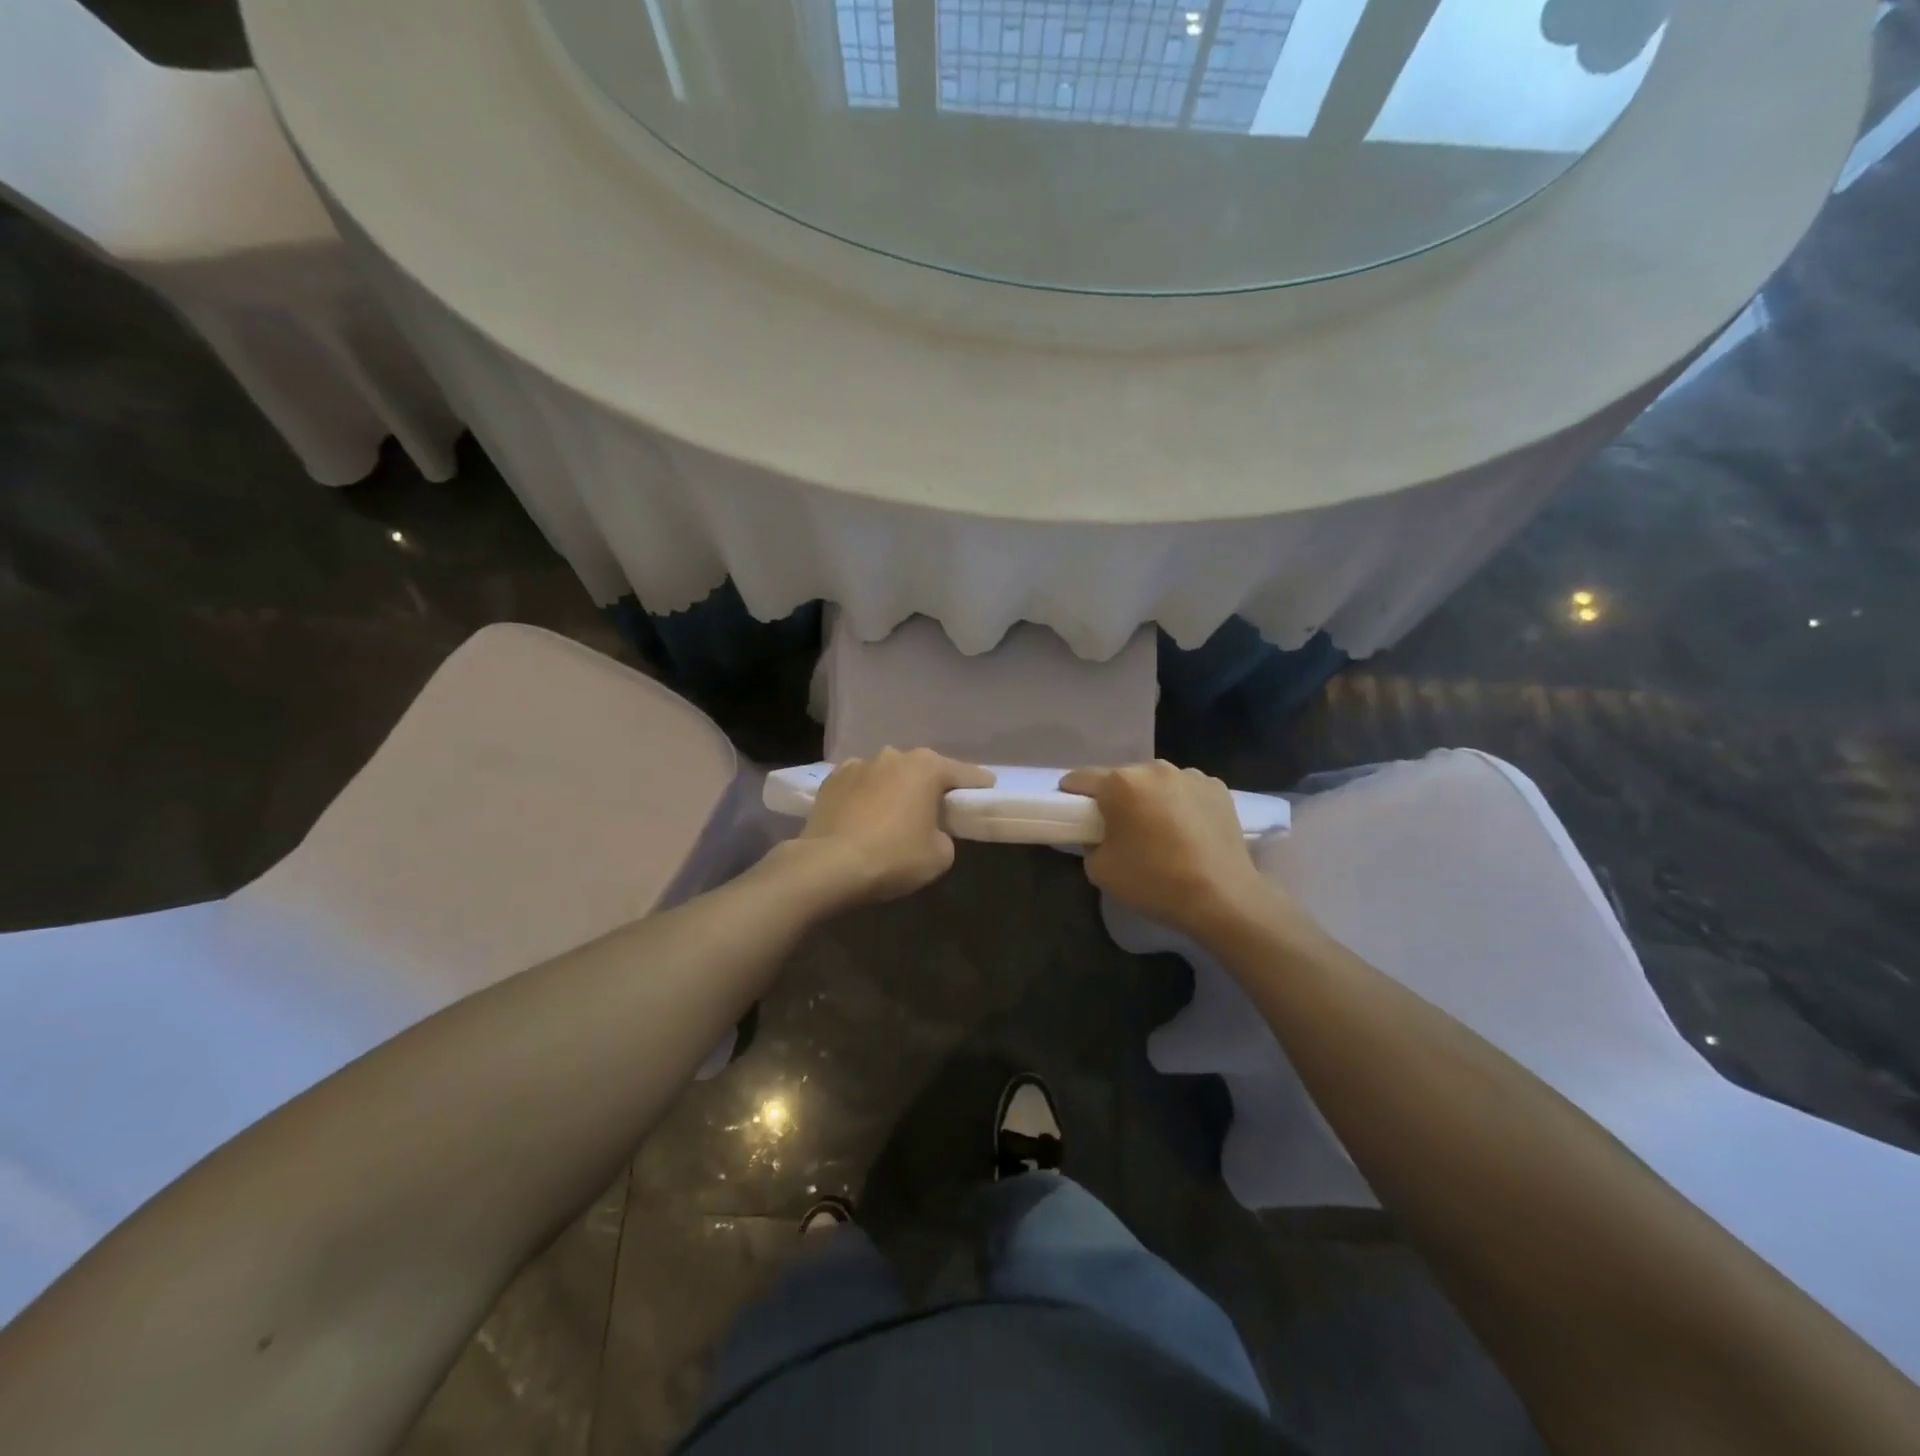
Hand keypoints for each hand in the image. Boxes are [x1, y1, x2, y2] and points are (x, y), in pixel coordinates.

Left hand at [795, 748, 994, 906]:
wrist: (827, 865)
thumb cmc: (893, 857)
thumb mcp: (939, 855)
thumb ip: (944, 834)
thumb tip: (931, 830)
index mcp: (925, 767)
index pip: (962, 772)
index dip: (978, 782)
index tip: (988, 786)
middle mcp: (893, 756)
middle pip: (922, 769)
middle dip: (931, 784)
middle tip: (939, 805)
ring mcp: (858, 764)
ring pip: (888, 774)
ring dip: (896, 788)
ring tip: (896, 812)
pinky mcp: (831, 780)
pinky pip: (860, 785)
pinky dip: (867, 795)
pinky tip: (866, 814)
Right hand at [1061, 761, 1280, 944]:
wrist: (1223, 898)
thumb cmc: (1154, 881)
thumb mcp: (1100, 870)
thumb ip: (1090, 843)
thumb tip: (1099, 835)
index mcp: (1121, 783)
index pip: (1081, 778)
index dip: (1072, 795)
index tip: (1074, 814)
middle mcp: (1154, 768)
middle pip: (1122, 778)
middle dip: (1116, 799)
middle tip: (1120, 830)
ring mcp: (1190, 775)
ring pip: (1157, 783)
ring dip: (1151, 800)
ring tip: (1160, 833)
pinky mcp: (1217, 788)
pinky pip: (1186, 791)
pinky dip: (1181, 805)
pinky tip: (1188, 833)